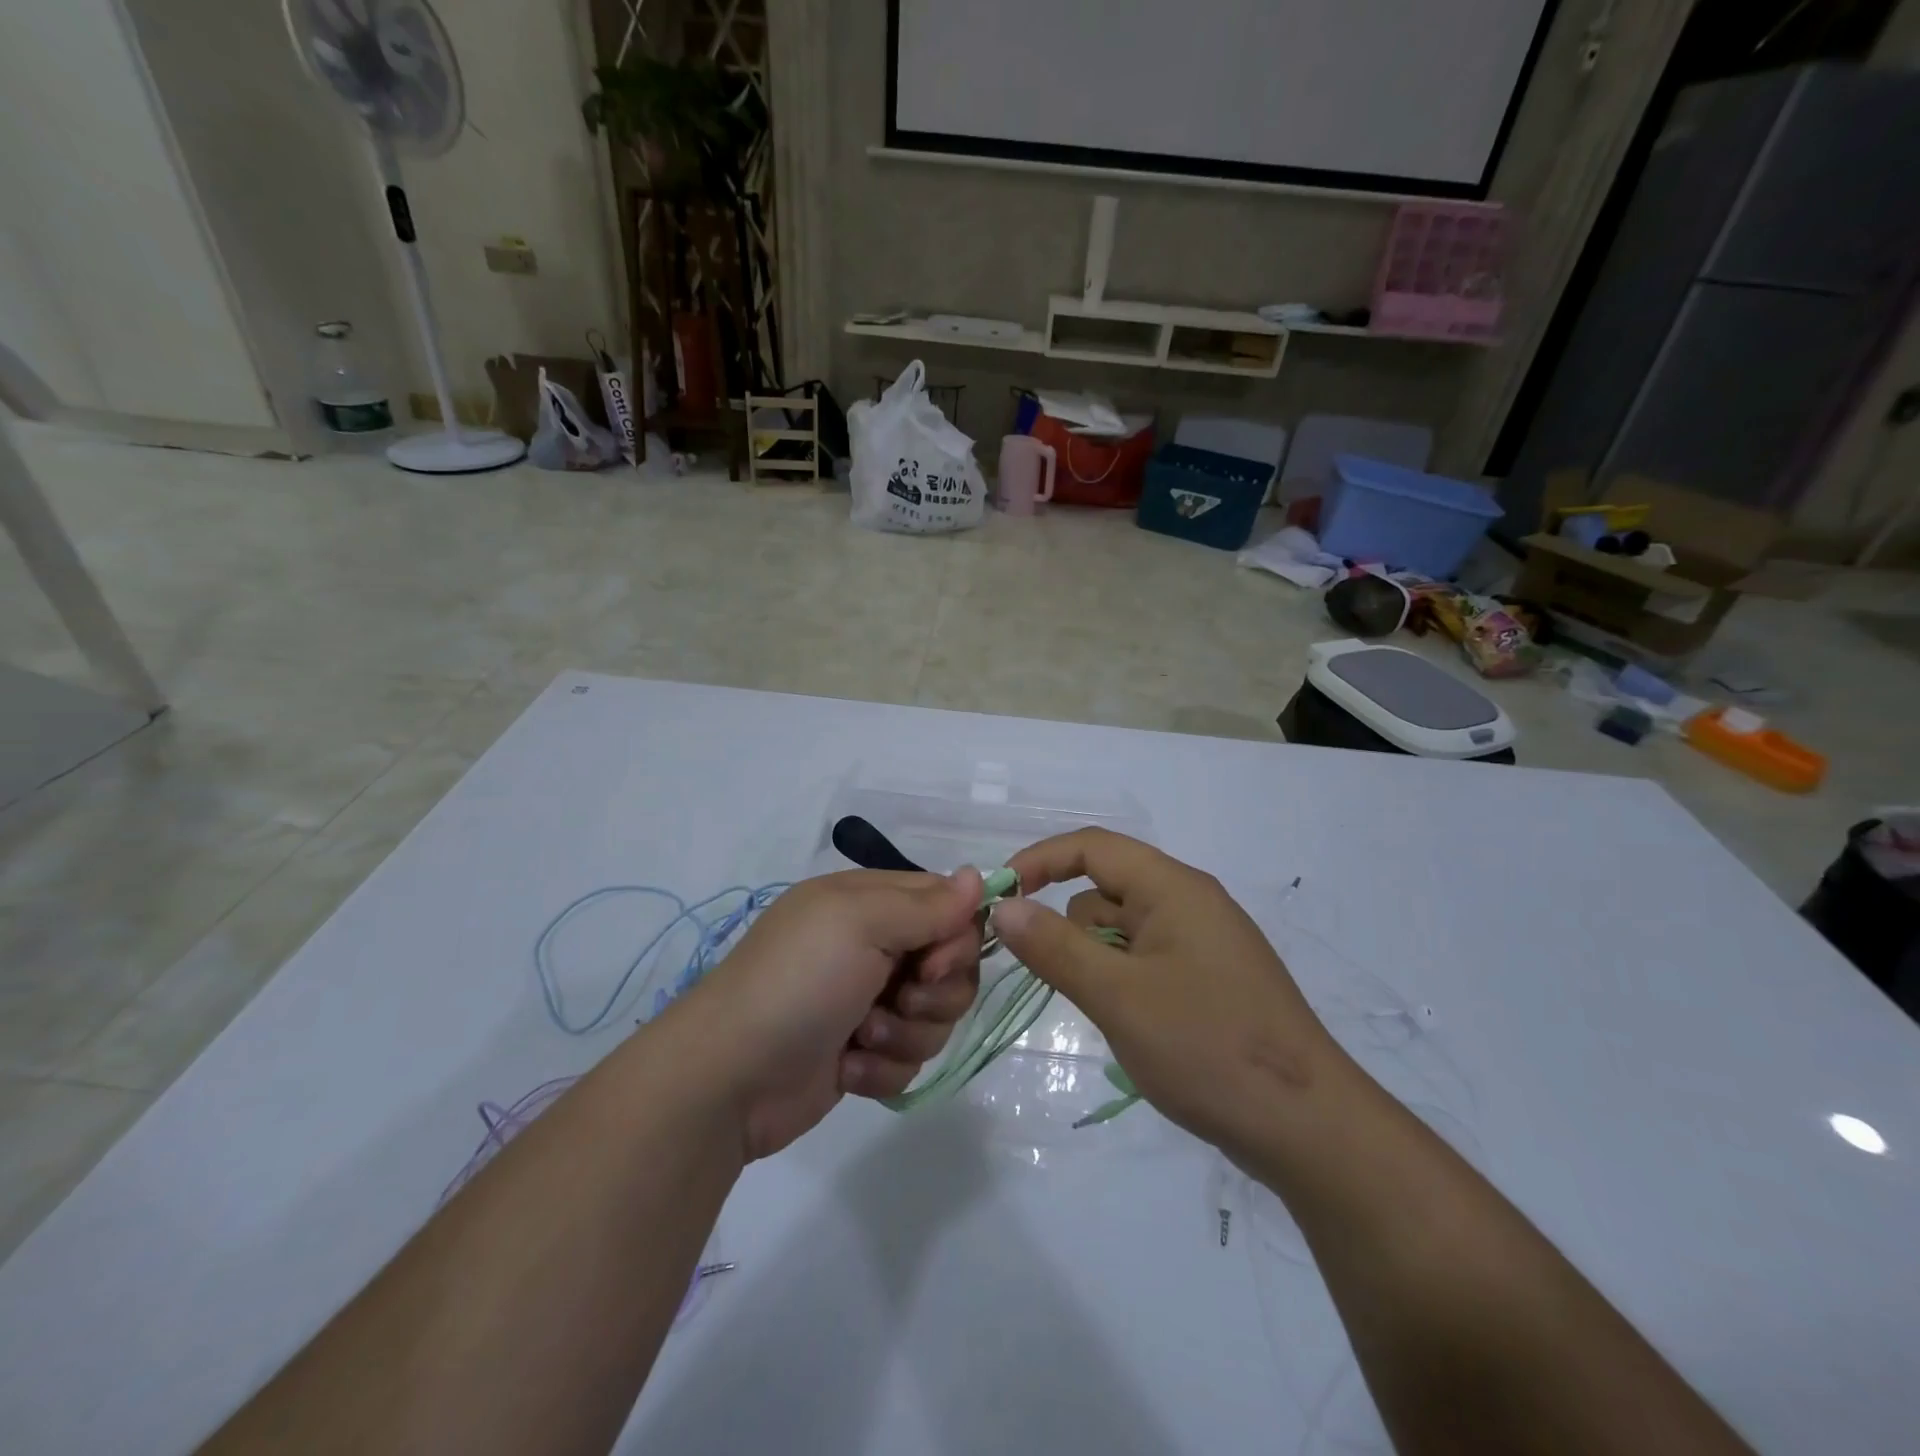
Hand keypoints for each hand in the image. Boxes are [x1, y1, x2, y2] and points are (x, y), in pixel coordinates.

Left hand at [675, 868, 982, 1159]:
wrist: (729, 1078)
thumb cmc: (798, 982)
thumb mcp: (860, 924)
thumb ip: (926, 904)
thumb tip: (979, 875)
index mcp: (870, 903)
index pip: (947, 905)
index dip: (956, 936)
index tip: (932, 962)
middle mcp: (874, 946)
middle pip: (951, 965)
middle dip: (936, 992)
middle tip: (901, 999)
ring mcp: (869, 1001)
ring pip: (936, 1016)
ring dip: (905, 1034)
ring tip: (862, 1038)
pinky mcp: (864, 1053)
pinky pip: (910, 1059)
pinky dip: (882, 1068)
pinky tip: (847, 1069)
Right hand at [993, 830, 1340, 1162]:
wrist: (1309, 1128)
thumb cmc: (1207, 1048)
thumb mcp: (1118, 996)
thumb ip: (1055, 947)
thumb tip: (1005, 907)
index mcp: (1173, 888)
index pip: (1092, 847)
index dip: (1040, 861)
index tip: (999, 896)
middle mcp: (1190, 902)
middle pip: (1105, 890)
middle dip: (1069, 926)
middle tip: (1056, 979)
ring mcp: (1203, 943)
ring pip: (1123, 930)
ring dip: (1097, 960)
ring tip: (1107, 1014)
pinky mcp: (1210, 980)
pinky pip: (1146, 959)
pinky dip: (1122, 979)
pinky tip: (1132, 1025)